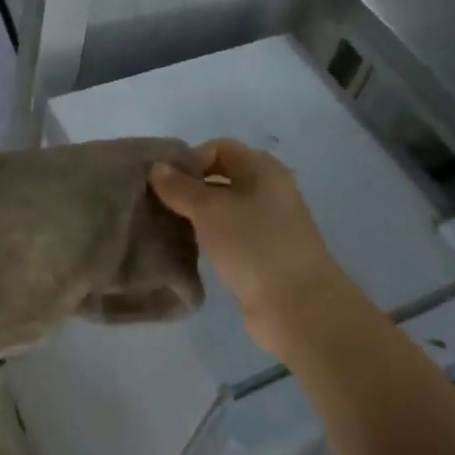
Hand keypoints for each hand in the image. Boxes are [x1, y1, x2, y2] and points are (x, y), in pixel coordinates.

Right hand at [150, 139, 362, 363]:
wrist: (298, 307)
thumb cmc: (254, 245)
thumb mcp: (210, 210)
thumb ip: (180, 187)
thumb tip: (156, 168)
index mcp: (262, 169)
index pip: (219, 147)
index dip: (190, 159)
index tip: (166, 183)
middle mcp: (267, 190)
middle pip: (220, 176)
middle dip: (188, 187)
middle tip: (160, 204)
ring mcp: (267, 224)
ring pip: (222, 208)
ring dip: (195, 215)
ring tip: (168, 227)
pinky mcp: (261, 254)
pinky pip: (227, 234)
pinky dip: (207, 237)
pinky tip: (187, 248)